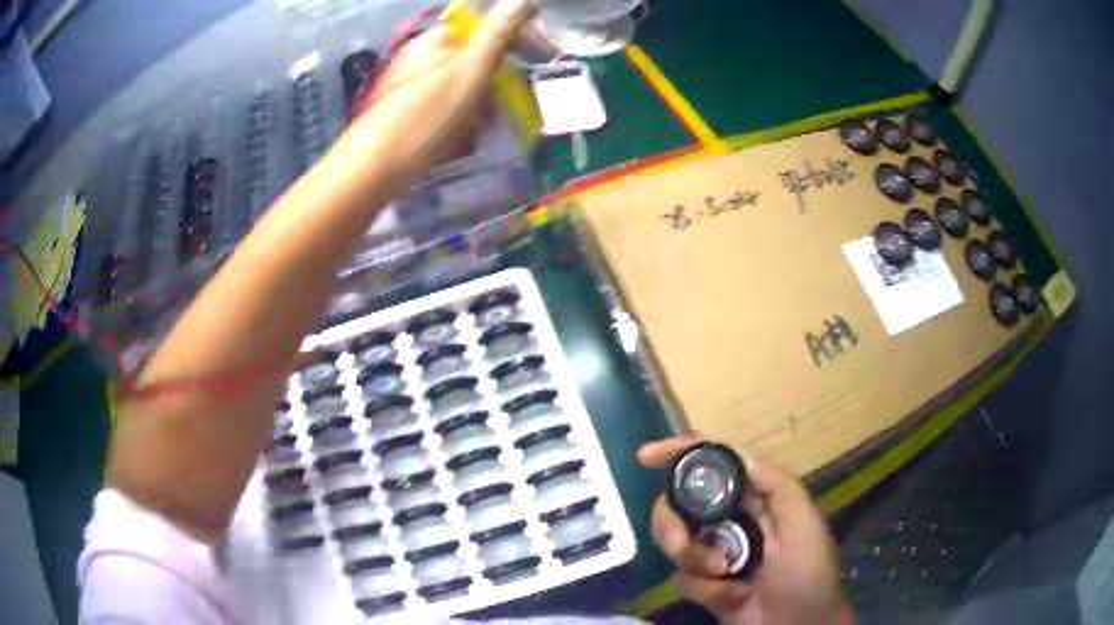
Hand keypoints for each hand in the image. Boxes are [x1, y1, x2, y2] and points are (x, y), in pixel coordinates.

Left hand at [338, 0, 532, 186]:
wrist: (373, 171)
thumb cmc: (425, 119)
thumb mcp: (469, 71)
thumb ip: (497, 33)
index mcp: (437, 40)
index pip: (486, 26)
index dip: (518, 38)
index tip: (543, 58)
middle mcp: (423, 56)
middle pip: (475, 57)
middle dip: (500, 77)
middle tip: (516, 103)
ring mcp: (413, 84)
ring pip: (463, 84)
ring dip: (483, 102)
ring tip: (489, 126)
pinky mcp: (407, 111)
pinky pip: (447, 106)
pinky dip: (463, 118)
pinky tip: (464, 138)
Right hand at [639, 438, 853, 624]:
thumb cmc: (808, 573)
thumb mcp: (802, 525)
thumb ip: (777, 487)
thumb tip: (737, 454)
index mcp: (756, 497)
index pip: (713, 463)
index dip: (680, 452)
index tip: (645, 457)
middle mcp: (729, 518)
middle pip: (679, 502)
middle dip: (672, 525)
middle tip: (679, 546)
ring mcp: (713, 551)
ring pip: (674, 539)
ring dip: (691, 559)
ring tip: (722, 577)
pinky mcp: (704, 582)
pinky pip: (682, 577)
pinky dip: (704, 589)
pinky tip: (732, 598)